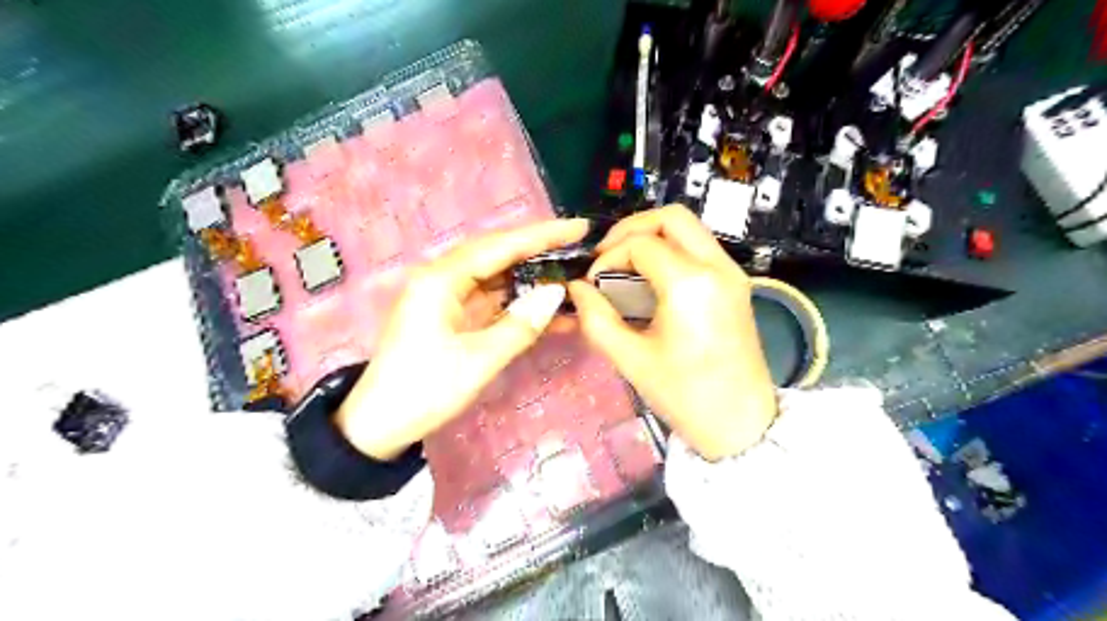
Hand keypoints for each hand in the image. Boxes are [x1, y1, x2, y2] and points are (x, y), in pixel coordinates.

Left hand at [332, 217, 587, 460]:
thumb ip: (520, 324)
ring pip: (498, 277)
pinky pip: (493, 301)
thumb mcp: (477, 361)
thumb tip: (556, 292)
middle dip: (540, 251)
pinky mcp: (454, 316)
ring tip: (573, 276)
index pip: (499, 246)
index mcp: (442, 279)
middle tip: (581, 249)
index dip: (542, 235)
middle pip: (499, 255)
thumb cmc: (424, 390)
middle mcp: (443, 278)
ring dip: (533, 278)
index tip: (578, 228)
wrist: (381, 425)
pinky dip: (520, 304)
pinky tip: (550, 311)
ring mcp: (448, 297)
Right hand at [567, 204, 771, 461]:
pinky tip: (651, 279)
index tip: (592, 284)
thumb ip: (596, 318)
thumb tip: (576, 289)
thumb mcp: (630, 360)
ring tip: (625, 265)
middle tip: (607, 257)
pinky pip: (700, 248)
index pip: (641, 245)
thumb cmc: (685, 396)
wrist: (741, 424)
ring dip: (653, 237)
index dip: (608, 257)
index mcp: (691, 284)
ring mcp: (733, 273)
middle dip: (632, 229)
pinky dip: (672, 250)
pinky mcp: (737, 283)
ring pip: (690, 228)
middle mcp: (717, 267)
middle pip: (672, 217)